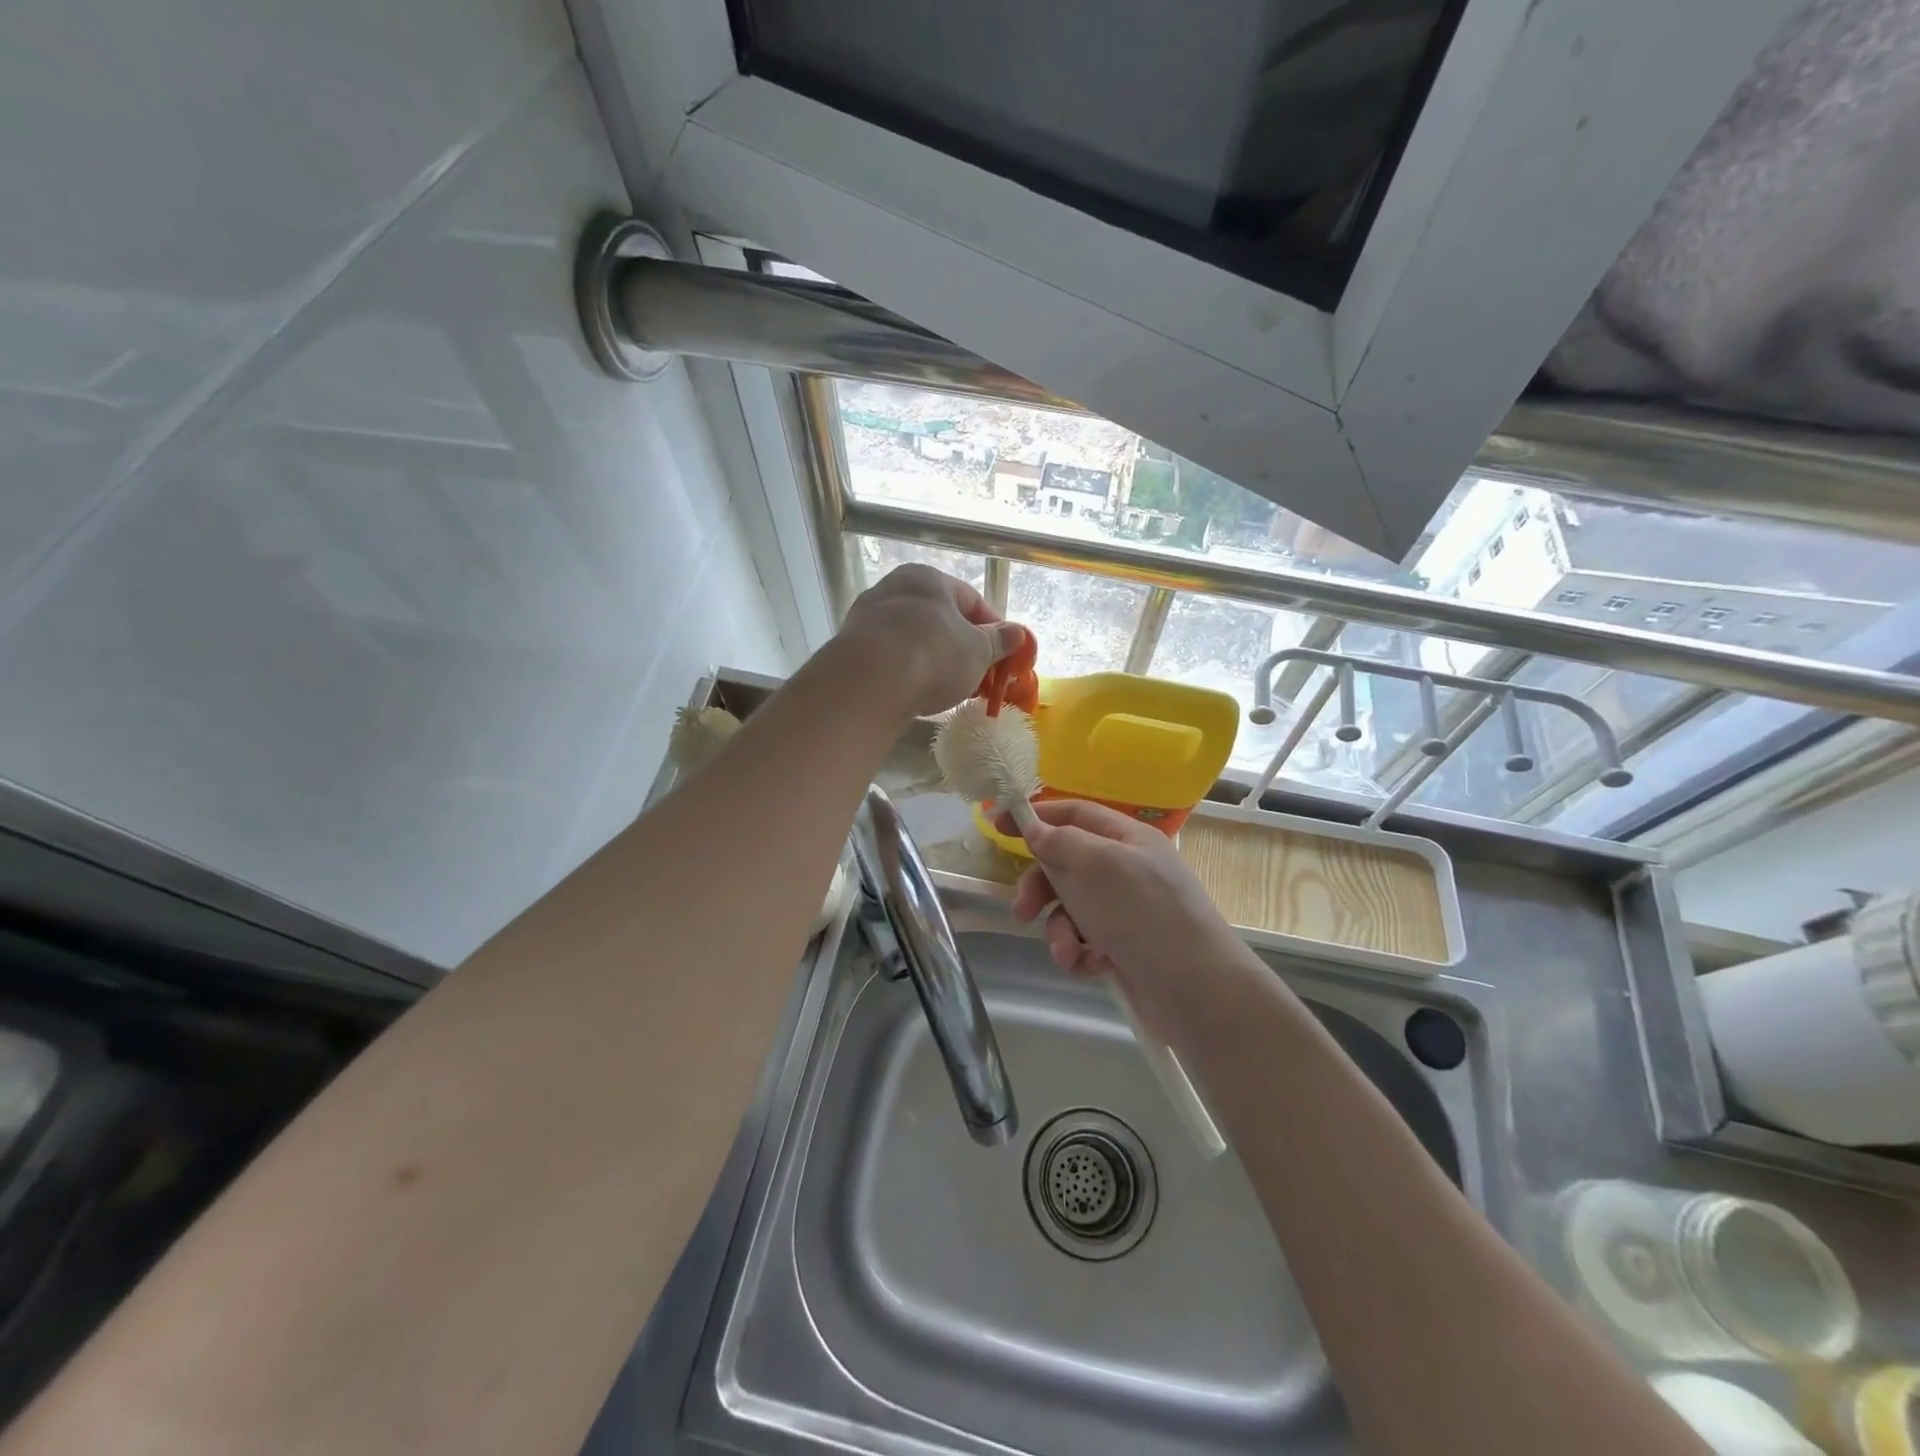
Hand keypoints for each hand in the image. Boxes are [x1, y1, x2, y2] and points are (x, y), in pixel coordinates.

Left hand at [834, 565, 1025, 718]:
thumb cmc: (934, 655)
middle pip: (937, 618)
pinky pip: (889, 657)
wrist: (869, 682)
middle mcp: (893, 588)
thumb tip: (1016, 633)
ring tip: (946, 688)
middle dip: (960, 646)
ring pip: (911, 637)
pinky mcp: (849, 647)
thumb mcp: (978, 651)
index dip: (992, 629)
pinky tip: (914, 692)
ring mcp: (866, 617)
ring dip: (931, 659)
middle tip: (977, 675)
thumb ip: (998, 641)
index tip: (1002, 655)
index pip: (970, 599)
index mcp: (928, 578)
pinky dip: (905, 671)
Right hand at [1004, 799, 1267, 1041]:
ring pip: (1071, 908)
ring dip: (1060, 931)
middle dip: (1041, 887)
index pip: (1074, 814)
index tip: (997, 826)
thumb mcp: (1096, 866)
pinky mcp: (1126, 947)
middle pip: (1067, 864)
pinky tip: (1092, 966)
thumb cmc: (1143, 913)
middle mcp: (1127, 869)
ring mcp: (1128, 910)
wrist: (1197, 990)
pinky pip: (1086, 940)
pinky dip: (1082, 953)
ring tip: (1067, 953)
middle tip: (1022, 910)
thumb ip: (1059, 842)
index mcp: (1127, 838)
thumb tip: (1034, 827)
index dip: (1036, 817)